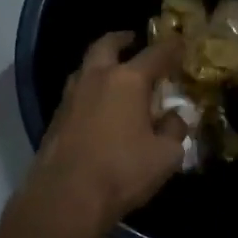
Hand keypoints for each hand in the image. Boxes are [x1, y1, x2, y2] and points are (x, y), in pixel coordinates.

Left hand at [27, 31, 188, 233]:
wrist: (65, 197)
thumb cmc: (122, 171)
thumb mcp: (165, 155)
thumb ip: (174, 130)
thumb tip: (173, 118)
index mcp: (127, 80)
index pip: (155, 54)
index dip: (172, 47)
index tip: (181, 43)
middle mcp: (96, 78)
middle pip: (107, 45)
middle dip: (123, 40)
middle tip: (134, 40)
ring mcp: (70, 96)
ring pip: (86, 67)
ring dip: (102, 63)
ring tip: (115, 73)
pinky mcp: (55, 118)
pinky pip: (76, 92)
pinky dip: (91, 89)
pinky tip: (99, 106)